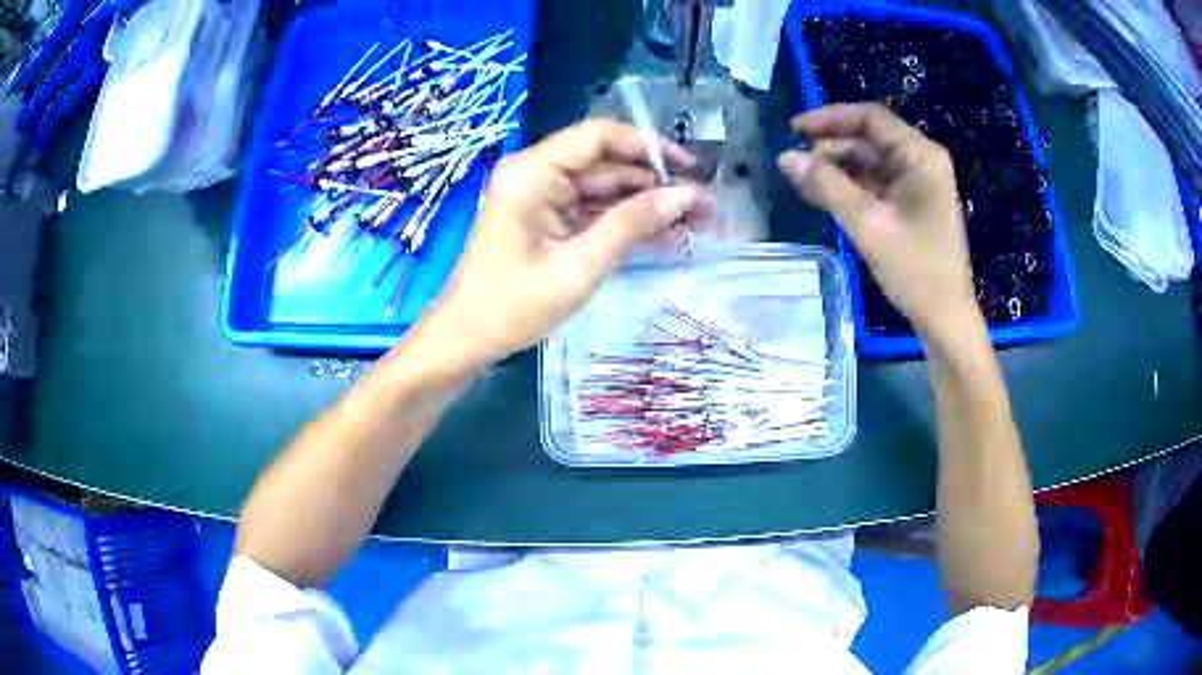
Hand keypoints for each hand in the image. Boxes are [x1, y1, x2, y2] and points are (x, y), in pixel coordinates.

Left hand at [414, 119, 713, 371]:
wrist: (465, 339)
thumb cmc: (513, 305)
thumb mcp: (580, 265)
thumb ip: (632, 224)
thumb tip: (686, 196)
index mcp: (533, 171)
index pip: (599, 136)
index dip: (648, 146)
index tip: (689, 168)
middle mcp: (535, 173)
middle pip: (605, 163)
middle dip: (655, 183)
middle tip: (703, 208)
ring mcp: (539, 197)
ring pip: (603, 189)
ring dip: (645, 205)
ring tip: (694, 225)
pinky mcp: (543, 220)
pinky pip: (590, 211)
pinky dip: (623, 223)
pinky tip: (663, 236)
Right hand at [777, 104, 984, 346]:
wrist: (945, 317)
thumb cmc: (914, 270)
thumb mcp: (867, 224)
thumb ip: (826, 185)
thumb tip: (786, 157)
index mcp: (919, 155)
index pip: (870, 118)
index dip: (829, 118)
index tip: (795, 128)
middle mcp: (921, 160)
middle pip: (869, 139)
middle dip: (831, 148)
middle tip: (797, 166)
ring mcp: (919, 183)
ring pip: (870, 162)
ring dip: (838, 170)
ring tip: (804, 184)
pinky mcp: (914, 203)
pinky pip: (877, 183)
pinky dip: (851, 187)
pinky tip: (824, 197)